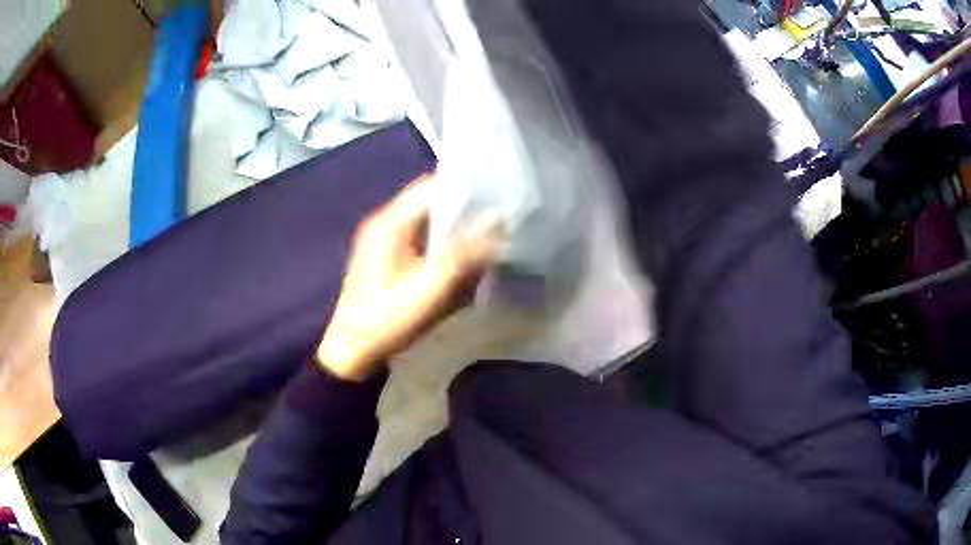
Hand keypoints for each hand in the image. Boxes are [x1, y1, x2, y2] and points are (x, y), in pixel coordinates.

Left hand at [316, 174, 499, 380]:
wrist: (352, 352)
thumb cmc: (387, 321)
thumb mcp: (429, 291)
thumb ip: (463, 257)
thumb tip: (497, 222)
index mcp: (389, 223)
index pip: (431, 186)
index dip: (464, 186)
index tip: (497, 194)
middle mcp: (384, 222)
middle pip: (429, 200)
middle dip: (463, 207)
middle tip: (497, 217)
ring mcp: (383, 238)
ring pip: (426, 218)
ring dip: (453, 224)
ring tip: (485, 233)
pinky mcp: (386, 254)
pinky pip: (420, 235)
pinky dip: (441, 239)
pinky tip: (458, 254)